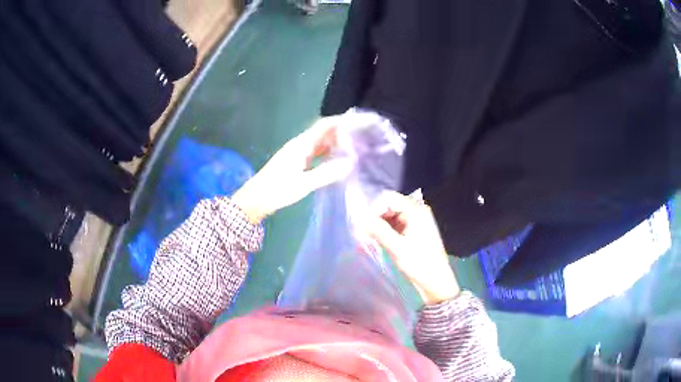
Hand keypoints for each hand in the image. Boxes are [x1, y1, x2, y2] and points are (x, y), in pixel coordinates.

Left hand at [231, 116, 352, 223]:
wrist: (255, 200)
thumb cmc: (277, 190)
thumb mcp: (303, 184)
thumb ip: (327, 173)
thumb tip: (350, 163)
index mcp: (301, 145)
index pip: (324, 125)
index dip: (341, 121)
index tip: (359, 121)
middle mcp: (299, 145)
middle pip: (323, 132)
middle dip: (341, 131)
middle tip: (362, 136)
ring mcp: (297, 154)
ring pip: (319, 143)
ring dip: (335, 143)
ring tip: (354, 147)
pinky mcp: (295, 163)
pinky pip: (315, 153)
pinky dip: (327, 153)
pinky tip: (336, 160)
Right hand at [367, 191, 459, 304]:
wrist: (436, 282)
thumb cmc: (419, 264)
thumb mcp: (396, 247)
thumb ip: (378, 230)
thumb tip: (360, 217)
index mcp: (416, 211)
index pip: (389, 198)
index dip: (375, 208)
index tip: (364, 224)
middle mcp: (417, 211)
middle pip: (390, 206)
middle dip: (376, 218)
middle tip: (364, 234)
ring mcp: (417, 221)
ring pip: (392, 216)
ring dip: (380, 226)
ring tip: (370, 239)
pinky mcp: (416, 231)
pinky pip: (397, 225)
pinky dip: (387, 231)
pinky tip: (380, 242)